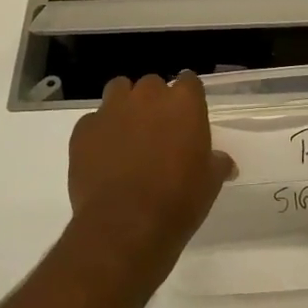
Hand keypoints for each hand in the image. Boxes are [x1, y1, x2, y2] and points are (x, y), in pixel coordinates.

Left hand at [68, 73, 235, 282]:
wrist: (125, 226)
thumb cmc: (177, 202)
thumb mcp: (209, 184)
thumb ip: (216, 163)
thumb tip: (224, 162)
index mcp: (184, 103)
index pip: (189, 81)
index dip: (188, 96)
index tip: (187, 114)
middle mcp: (147, 96)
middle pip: (152, 85)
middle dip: (154, 102)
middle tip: (157, 131)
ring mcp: (112, 109)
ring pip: (119, 90)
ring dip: (124, 106)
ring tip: (127, 135)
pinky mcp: (84, 129)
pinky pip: (93, 121)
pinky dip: (98, 133)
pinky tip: (102, 157)